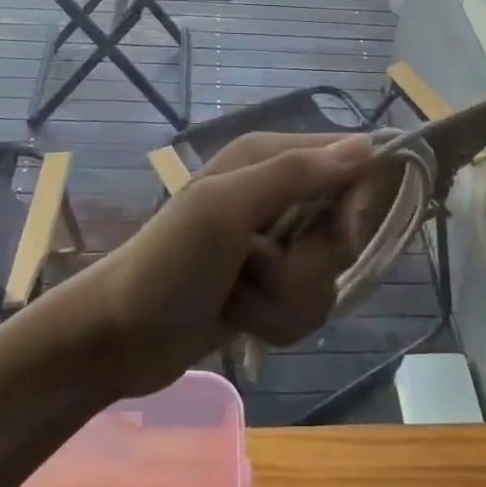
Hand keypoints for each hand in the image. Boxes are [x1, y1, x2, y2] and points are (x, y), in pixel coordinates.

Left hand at [66, 132, 377, 396]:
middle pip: (343, 228)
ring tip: (239, 296)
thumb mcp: (226, 208)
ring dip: (285, 298)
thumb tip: (367, 147)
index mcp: (268, 158)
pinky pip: (309, 306)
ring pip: (327, 276)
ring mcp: (276, 246)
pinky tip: (241, 318)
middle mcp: (278, 195)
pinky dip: (277, 319)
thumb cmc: (168, 263)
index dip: (354, 199)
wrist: (118, 339)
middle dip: (307, 263)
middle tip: (258, 265)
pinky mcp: (272, 289)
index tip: (338, 232)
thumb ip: (294, 175)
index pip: (350, 160)